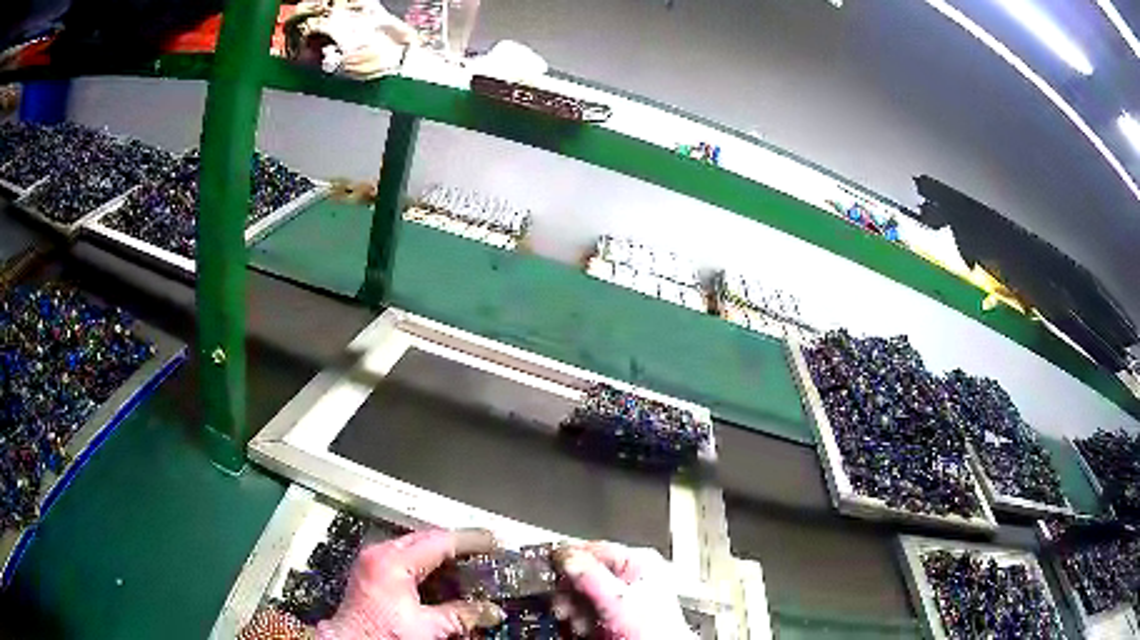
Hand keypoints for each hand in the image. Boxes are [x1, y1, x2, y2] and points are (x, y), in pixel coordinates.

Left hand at [316, 529, 505, 639]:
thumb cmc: (380, 634)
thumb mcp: (427, 627)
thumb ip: (460, 615)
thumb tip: (490, 611)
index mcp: (392, 562)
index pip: (438, 541)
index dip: (469, 540)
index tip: (491, 540)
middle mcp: (379, 554)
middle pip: (424, 538)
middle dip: (455, 544)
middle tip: (482, 549)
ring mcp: (372, 561)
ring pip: (412, 546)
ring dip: (439, 553)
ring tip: (465, 561)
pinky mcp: (369, 572)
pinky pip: (402, 556)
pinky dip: (424, 562)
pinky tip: (439, 575)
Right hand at [554, 542, 694, 639]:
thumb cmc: (654, 630)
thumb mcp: (617, 598)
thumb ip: (590, 575)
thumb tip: (564, 555)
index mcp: (639, 561)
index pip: (594, 548)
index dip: (568, 557)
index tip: (548, 566)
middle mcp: (631, 577)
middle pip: (584, 574)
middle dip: (570, 592)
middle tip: (564, 605)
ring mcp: (623, 598)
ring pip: (583, 596)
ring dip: (573, 609)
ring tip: (579, 621)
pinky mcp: (616, 617)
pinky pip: (588, 612)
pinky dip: (581, 620)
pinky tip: (585, 628)